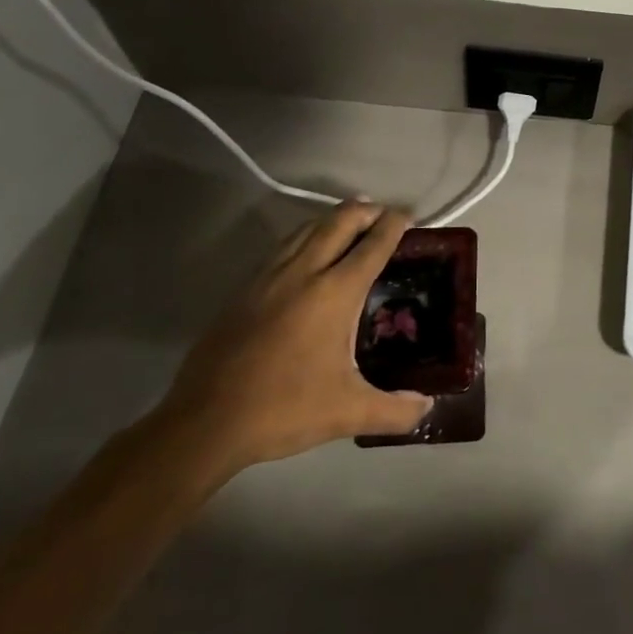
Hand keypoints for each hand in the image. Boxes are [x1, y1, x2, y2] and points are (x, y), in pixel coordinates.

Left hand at [155, 201, 433, 475]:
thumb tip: (427, 407)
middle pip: (338, 223)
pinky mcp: (244, 290)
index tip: (409, 215)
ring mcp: (268, 278)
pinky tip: (306, 252)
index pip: (372, 245)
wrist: (205, 422)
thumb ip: (395, 410)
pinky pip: (282, 247)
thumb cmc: (284, 409)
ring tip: (349, 221)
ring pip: (306, 229)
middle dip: (364, 211)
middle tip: (383, 213)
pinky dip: (304, 237)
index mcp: (334, 293)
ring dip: (332, 219)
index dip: (393, 225)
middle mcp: (303, 273)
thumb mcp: (349, 413)